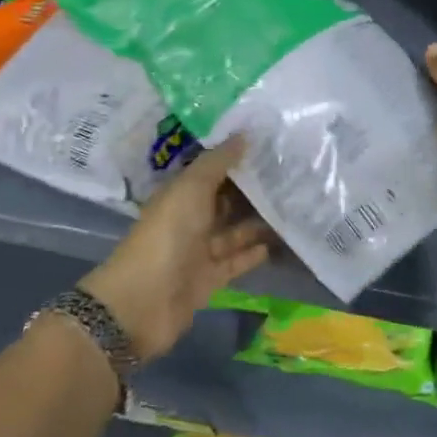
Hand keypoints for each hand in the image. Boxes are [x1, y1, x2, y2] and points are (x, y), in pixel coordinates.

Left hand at [79, 135, 271, 360]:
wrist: (142, 302)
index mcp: (180, 194)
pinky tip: (282, 241)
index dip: (237, 159)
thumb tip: (244, 134)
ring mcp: (199, 251)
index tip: (271, 146)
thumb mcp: (190, 190)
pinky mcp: (210, 279)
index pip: (212, 171)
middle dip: (253, 190)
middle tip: (292, 176)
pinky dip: (255, 252)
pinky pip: (236, 261)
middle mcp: (189, 219)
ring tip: (295, 207)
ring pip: (235, 231)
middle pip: (225, 201)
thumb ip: (217, 163)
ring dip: (259, 221)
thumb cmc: (166, 236)